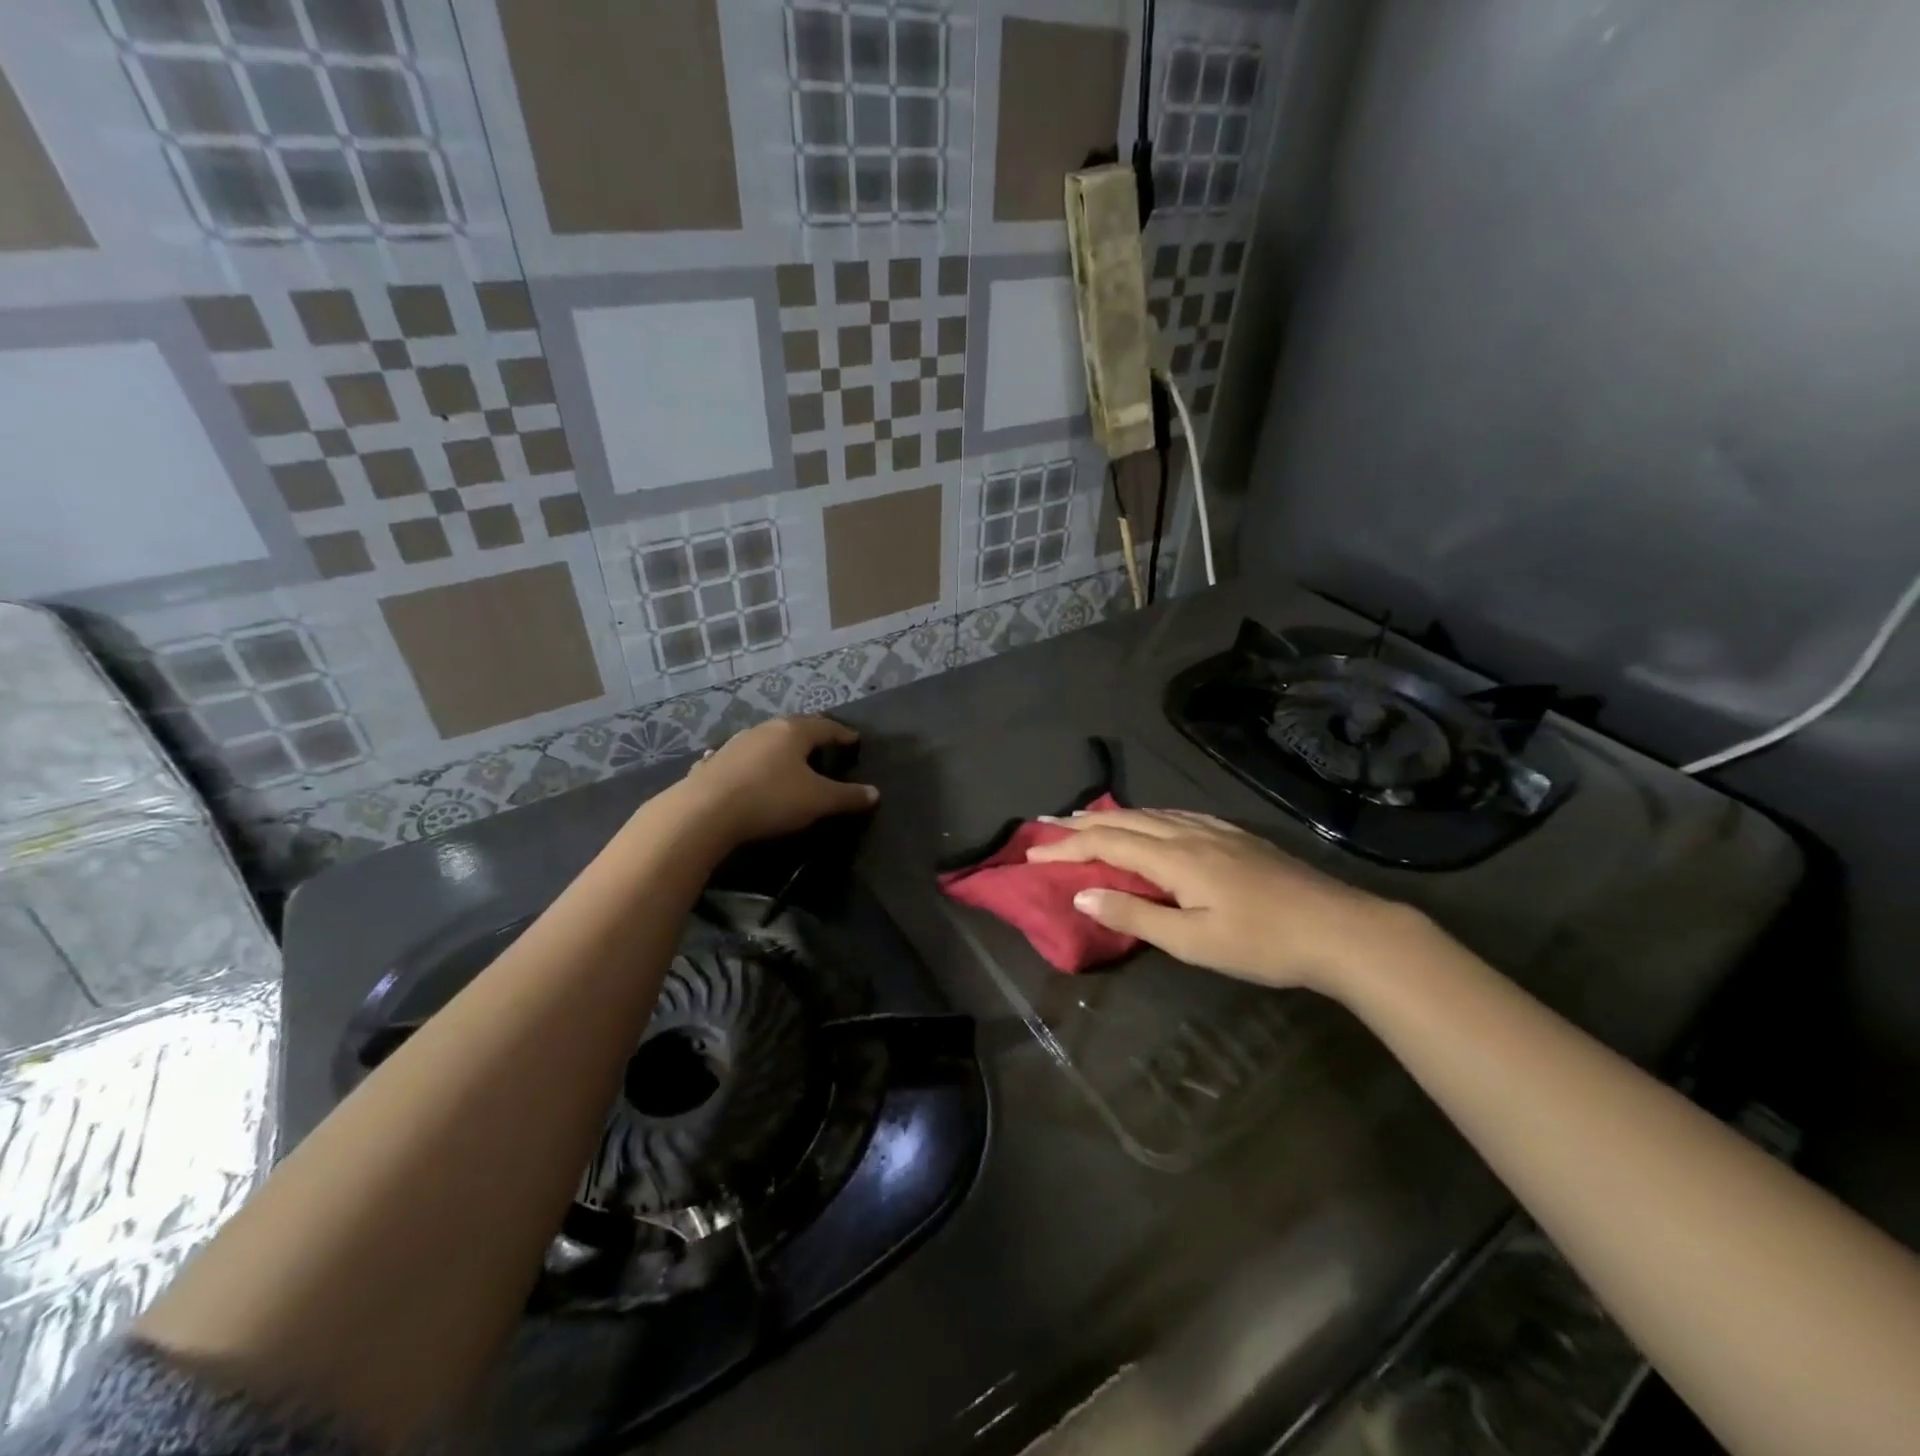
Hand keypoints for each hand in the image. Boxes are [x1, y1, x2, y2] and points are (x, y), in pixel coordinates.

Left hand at [679, 716, 878, 845]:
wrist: (705, 812)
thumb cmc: (771, 799)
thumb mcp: (817, 801)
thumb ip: (848, 796)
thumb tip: (875, 793)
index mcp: (793, 732)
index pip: (826, 726)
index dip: (842, 734)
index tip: (854, 739)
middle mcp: (764, 729)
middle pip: (794, 727)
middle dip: (811, 735)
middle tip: (824, 743)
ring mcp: (735, 744)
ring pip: (765, 739)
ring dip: (780, 747)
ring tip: (790, 757)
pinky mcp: (714, 763)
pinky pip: (741, 757)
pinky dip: (752, 761)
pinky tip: (747, 768)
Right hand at [1025, 808, 1434, 992]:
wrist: (1340, 928)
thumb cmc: (1262, 943)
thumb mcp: (1193, 942)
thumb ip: (1134, 916)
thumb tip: (1081, 895)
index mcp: (1174, 858)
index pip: (1106, 844)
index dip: (1066, 847)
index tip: (1032, 854)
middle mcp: (1188, 834)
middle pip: (1125, 820)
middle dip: (1081, 823)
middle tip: (1046, 824)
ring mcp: (1215, 831)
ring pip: (1151, 813)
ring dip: (1112, 815)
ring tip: (1086, 818)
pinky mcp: (1236, 836)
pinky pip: (1177, 814)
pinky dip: (1147, 815)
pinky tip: (1151, 820)